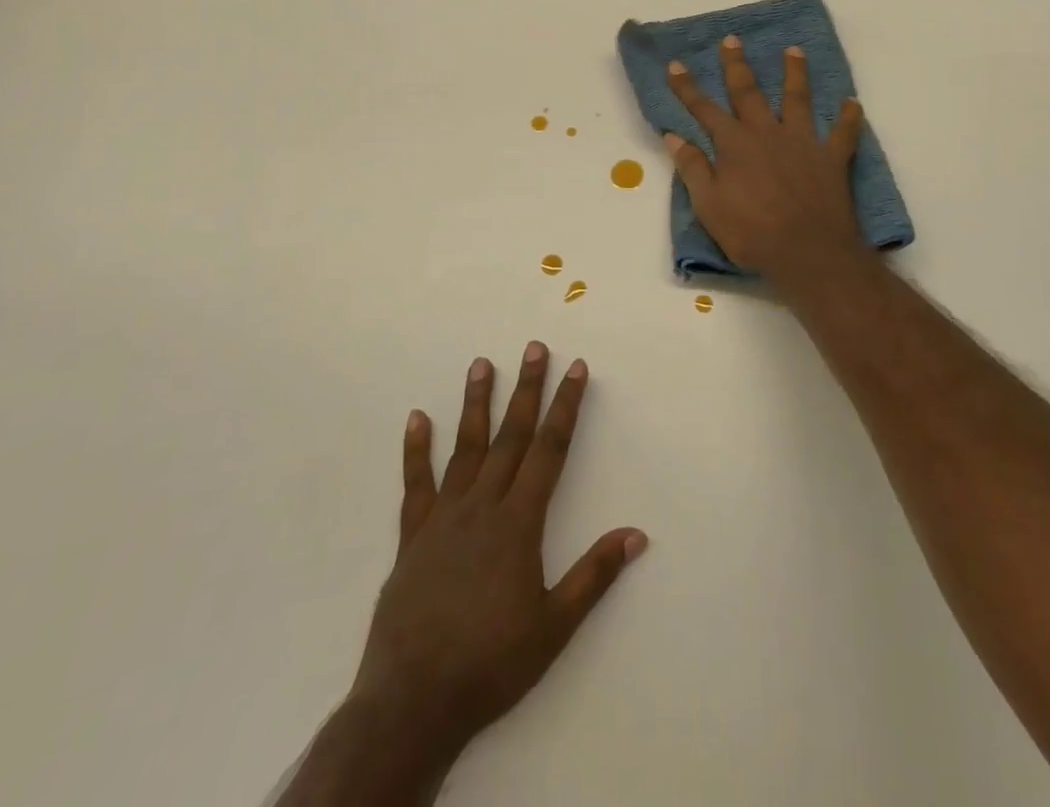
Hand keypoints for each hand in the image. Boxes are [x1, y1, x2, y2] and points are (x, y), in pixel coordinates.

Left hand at [311, 344, 645, 800]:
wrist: (414, 702)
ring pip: (465, 448)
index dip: (565, 407)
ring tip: (481, 364)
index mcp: (519, 522)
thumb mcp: (554, 626)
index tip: (575, 369)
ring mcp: (443, 517)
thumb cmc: (492, 663)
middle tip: (534, 347)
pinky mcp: (412, 537)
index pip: (550, 450)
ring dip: (476, 403)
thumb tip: (636, 534)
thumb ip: (594, 575)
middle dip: (527, 389)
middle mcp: (483, 506)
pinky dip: (415, 450)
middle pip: (511, 436)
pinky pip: (415, 485)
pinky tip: (417, 418)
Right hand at [664, 35, 867, 279]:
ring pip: (798, 99)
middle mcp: (767, 134)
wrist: (808, 253)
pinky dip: (849, 117)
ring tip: (794, 50)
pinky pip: (844, 133)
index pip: (704, 109)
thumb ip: (693, 168)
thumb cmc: (751, 233)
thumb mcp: (709, 205)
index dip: (687, 87)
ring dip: (795, 74)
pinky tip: (853, 102)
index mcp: (734, 145)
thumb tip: (675, 136)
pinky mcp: (832, 158)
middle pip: (749, 92)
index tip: (675, 64)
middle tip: (733, 39)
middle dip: (737, 65)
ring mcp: (802, 142)